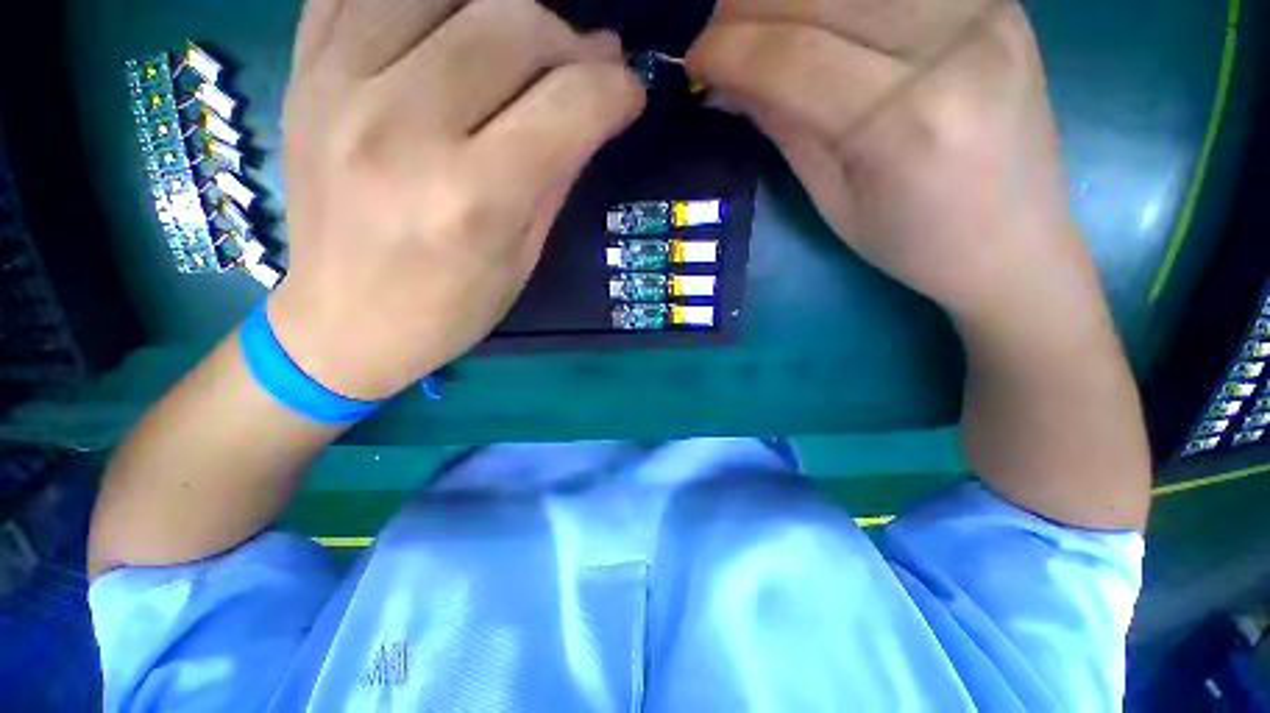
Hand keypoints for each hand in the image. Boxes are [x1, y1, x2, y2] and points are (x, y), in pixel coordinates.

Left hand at [270, 0, 644, 399]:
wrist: (343, 322)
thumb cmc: (449, 307)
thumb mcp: (523, 256)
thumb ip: (558, 173)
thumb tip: (596, 102)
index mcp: (472, 197)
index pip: (569, 104)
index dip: (616, 89)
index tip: (629, 93)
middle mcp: (403, 127)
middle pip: (512, 24)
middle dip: (569, 43)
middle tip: (582, 71)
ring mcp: (338, 87)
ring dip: (503, 10)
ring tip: (519, 47)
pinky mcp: (303, 73)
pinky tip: (451, 29)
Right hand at [687, 0, 1091, 323]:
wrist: (1015, 244)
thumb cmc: (913, 244)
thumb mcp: (833, 202)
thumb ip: (784, 129)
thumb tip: (729, 85)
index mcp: (903, 121)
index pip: (790, 57)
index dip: (727, 50)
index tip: (692, 62)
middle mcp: (952, 44)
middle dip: (747, 6)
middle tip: (718, 37)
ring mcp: (985, 9)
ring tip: (760, 23)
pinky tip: (820, 16)